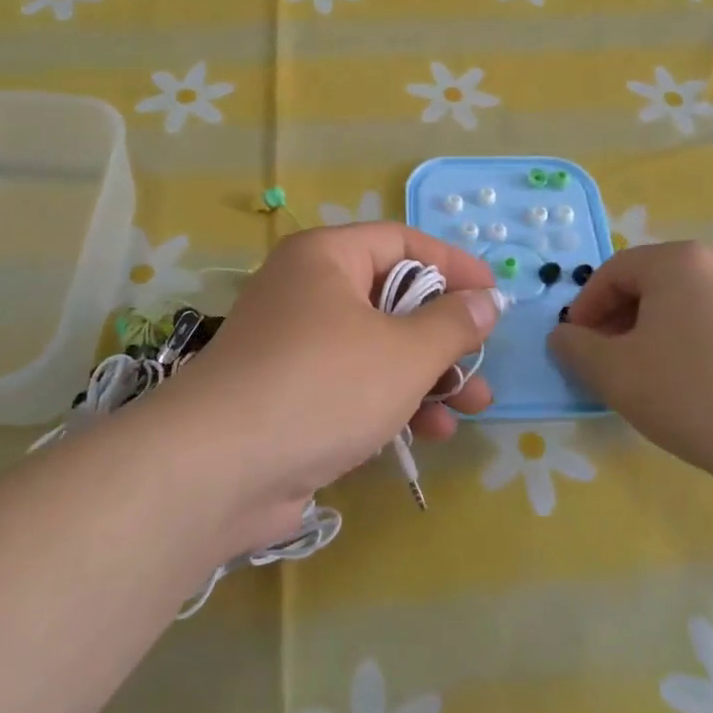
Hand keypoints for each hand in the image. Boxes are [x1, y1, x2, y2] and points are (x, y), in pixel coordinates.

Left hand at [158, 224, 499, 552]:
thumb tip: (487, 301)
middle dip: (445, 336)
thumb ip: (453, 324)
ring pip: (376, 348)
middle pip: (392, 299)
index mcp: (326, 258)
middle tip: (483, 364)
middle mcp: (306, 291)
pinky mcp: (289, 396)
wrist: (218, 470)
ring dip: (427, 376)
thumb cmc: (323, 387)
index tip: (494, 296)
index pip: (402, 242)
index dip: (454, 265)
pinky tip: (429, 433)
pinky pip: (353, 385)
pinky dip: (391, 402)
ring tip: (472, 408)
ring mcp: (294, 346)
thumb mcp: (405, 352)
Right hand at [547, 242, 712, 486]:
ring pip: (677, 305)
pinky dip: (681, 343)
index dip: (584, 307)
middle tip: (602, 360)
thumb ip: (575, 347)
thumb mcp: (612, 370)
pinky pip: (707, 323)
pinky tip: (679, 383)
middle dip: (615, 320)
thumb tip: (563, 336)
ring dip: (646, 332)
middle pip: (647, 284)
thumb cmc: (685, 391)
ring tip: (638, 375)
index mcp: (676, 261)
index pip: (613, 272)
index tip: (574, 345)